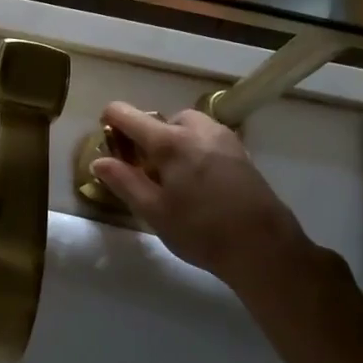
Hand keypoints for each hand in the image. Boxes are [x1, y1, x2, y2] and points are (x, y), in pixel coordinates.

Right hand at [90, 102, 314, 287]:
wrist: (264, 247)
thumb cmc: (201, 230)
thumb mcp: (153, 211)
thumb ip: (123, 181)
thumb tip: (98, 161)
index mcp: (169, 141)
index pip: (126, 114)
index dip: (109, 122)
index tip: (108, 145)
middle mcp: (196, 129)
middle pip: (159, 119)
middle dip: (146, 138)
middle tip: (143, 171)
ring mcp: (222, 137)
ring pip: (185, 126)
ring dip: (171, 142)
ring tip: (170, 177)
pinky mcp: (240, 151)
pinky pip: (205, 138)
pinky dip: (192, 149)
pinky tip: (196, 182)